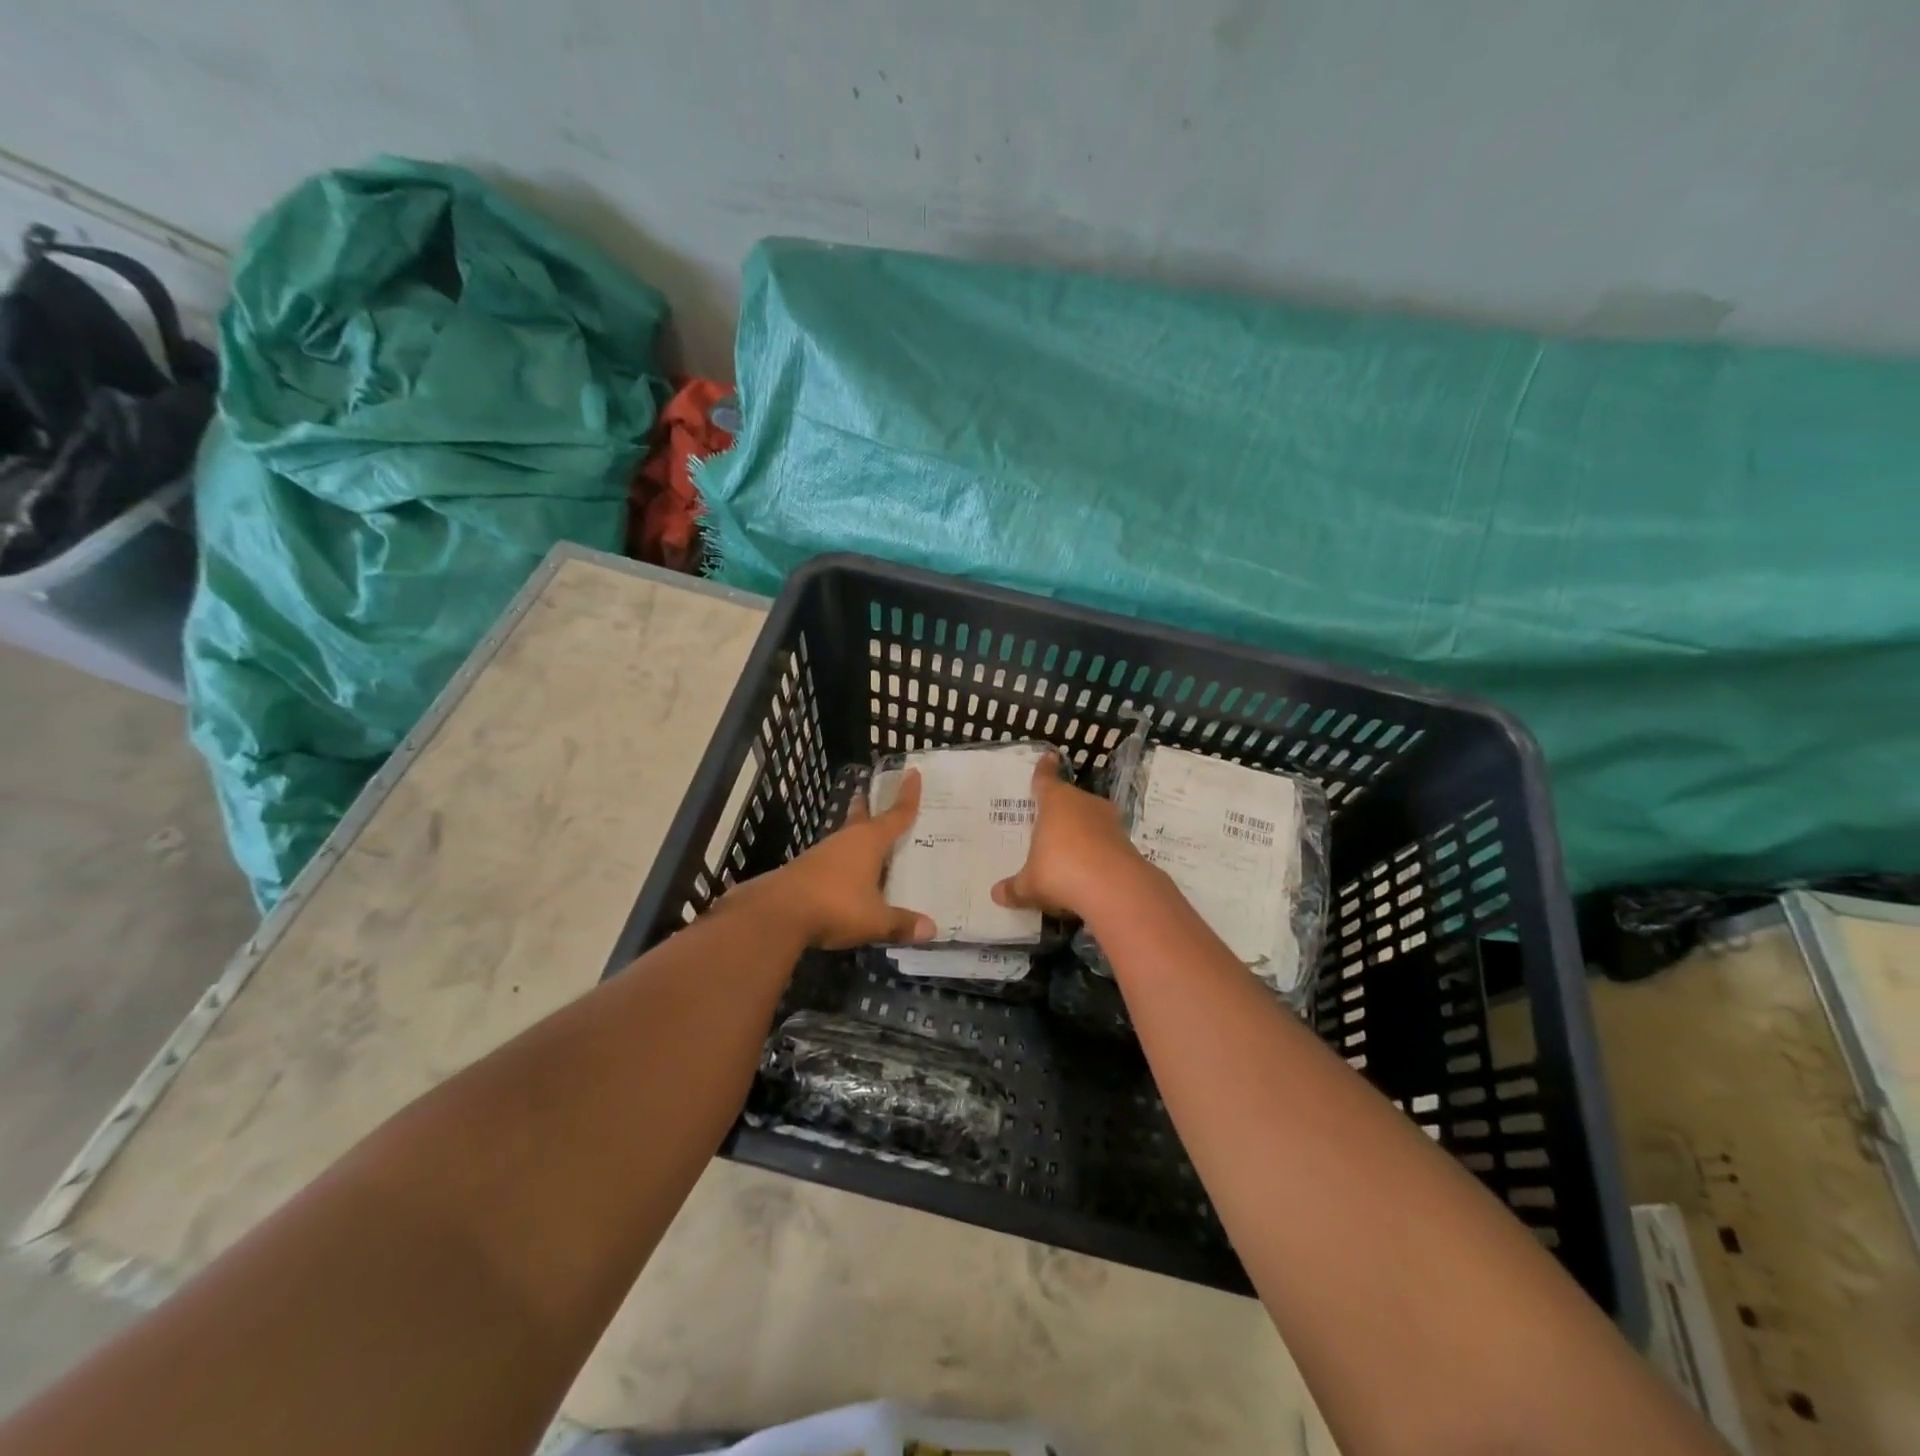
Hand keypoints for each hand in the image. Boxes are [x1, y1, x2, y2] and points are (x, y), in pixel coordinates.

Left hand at [730, 769, 935, 948]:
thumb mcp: (875, 920)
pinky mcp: (804, 870)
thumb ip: (901, 923)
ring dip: (856, 836)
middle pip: (861, 817)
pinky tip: (847, 874)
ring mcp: (821, 854)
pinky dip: (843, 860)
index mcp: (869, 842)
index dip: (907, 795)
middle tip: (873, 794)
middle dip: (869, 807)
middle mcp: (846, 840)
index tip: (912, 772)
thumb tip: (932, 929)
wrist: (776, 914)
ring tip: (868, 839)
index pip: (896, 814)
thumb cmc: (835, 906)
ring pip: (845, 838)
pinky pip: (832, 859)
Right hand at [991, 752, 1151, 920]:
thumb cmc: (1061, 872)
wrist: (1115, 888)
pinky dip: (1097, 850)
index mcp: (1055, 802)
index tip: (1049, 756)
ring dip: (1082, 830)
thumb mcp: (1030, 885)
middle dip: (1061, 809)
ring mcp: (1109, 821)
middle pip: (1070, 799)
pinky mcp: (1127, 842)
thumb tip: (996, 894)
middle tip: (1049, 820)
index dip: (1044, 769)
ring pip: (1091, 819)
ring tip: (1069, 848)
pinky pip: (1105, 841)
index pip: (1046, 780)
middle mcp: (1083, 804)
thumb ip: (1014, 888)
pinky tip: (1089, 869)